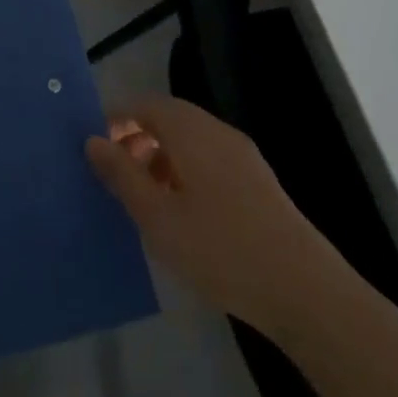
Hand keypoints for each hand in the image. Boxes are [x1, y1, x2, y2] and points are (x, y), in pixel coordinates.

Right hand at [85, 94, 339, 339]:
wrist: (304, 291)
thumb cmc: (220, 249)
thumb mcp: (157, 216)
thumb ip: (121, 174)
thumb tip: (93, 140)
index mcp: (191, 132)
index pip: (144, 105)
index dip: (115, 120)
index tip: (93, 150)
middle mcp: (217, 133)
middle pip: (168, 119)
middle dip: (136, 140)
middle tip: (114, 176)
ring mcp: (243, 157)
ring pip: (189, 141)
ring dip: (159, 158)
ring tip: (143, 200)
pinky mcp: (258, 183)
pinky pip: (209, 161)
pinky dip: (184, 173)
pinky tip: (181, 215)